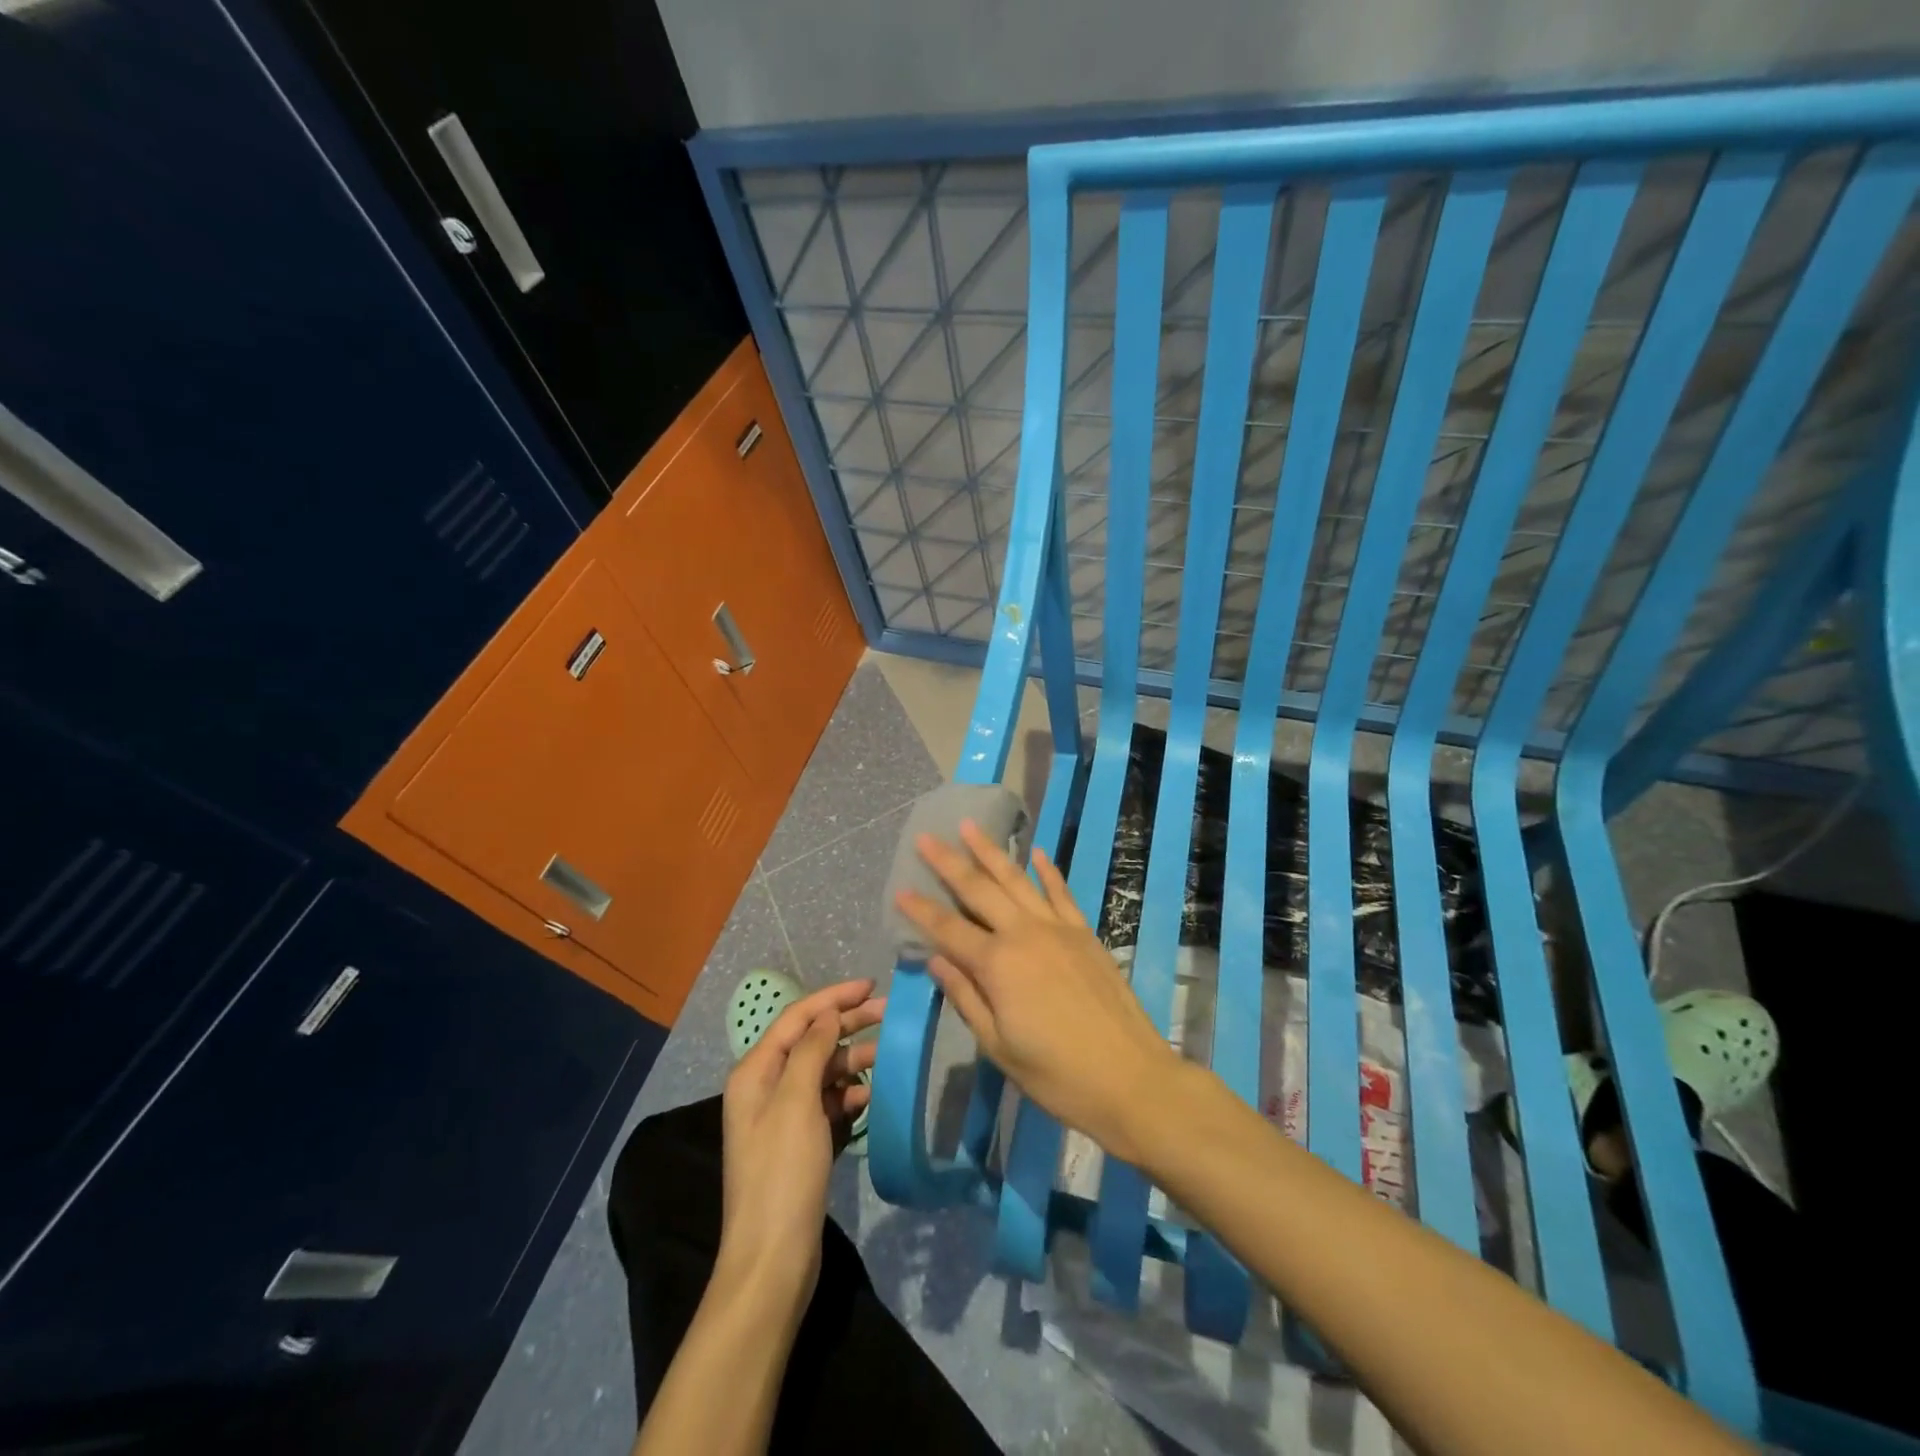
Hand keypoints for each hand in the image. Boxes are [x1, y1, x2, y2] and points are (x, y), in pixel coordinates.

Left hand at [719, 979, 883, 1302]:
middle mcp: (765, 1088)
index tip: (872, 986)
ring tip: (887, 1059)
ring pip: (822, 1073)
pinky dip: (848, 1097)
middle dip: (848, 1025)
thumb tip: (827, 1016)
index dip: (834, 998)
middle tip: (889, 1015)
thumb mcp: (797, 1103)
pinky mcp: (798, 1144)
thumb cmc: (782, 1174)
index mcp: (756, 1072)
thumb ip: (812, 1051)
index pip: (798, 1018)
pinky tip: (869, 1100)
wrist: (772, 1261)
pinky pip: (827, 1104)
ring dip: (852, 1062)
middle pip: (811, 1042)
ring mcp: (782, 1118)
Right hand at [894, 821, 1177, 1160]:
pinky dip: (1047, 871)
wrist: (1130, 1078)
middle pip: (979, 890)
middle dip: (949, 862)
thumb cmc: (1056, 1074)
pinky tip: (1037, 852)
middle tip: (925, 838)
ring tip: (970, 826)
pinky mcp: (1084, 932)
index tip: (899, 888)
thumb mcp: (998, 1046)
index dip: (921, 910)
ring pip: (1017, 879)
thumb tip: (936, 959)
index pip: (948, 929)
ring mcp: (1058, 928)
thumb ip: (965, 997)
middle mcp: (1024, 933)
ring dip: (991, 852)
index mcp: (997, 965)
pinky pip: (1061, 892)